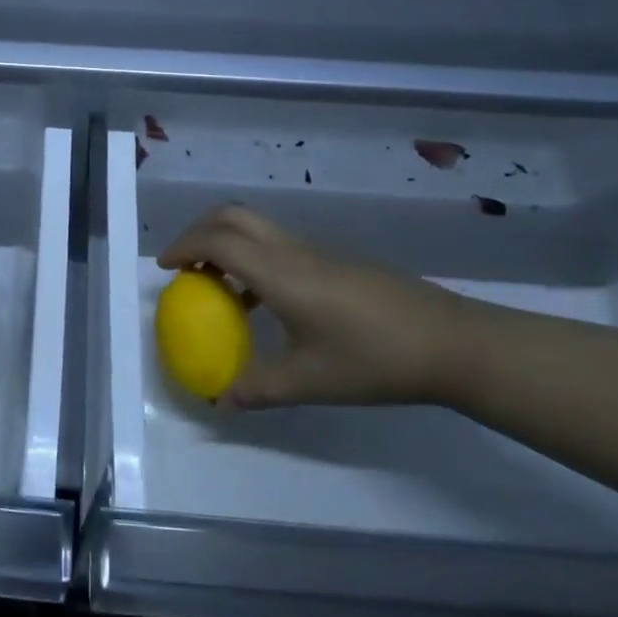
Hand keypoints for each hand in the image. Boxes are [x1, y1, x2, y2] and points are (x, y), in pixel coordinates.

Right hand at [158, 205, 476, 408]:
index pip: (217, 240)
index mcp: (279, 272)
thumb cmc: (373, 360)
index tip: (166, 268)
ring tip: (218, 286)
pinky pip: (280, 244)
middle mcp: (293, 250)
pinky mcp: (337, 260)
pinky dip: (255, 258)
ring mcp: (318, 251)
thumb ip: (257, 388)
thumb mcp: (309, 382)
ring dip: (228, 243)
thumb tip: (220, 401)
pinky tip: (264, 303)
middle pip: (233, 215)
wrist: (451, 343)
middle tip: (186, 264)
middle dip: (200, 230)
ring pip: (258, 227)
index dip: (183, 246)